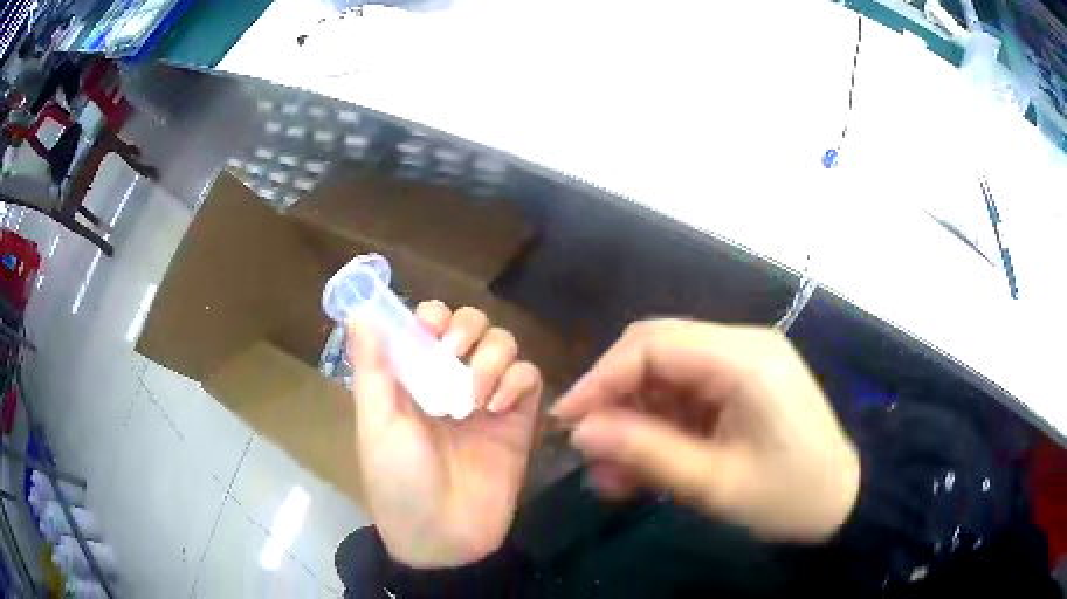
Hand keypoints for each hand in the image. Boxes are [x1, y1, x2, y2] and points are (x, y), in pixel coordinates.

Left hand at [348, 302, 542, 567]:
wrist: (444, 539)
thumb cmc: (398, 482)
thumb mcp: (378, 425)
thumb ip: (372, 368)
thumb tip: (360, 312)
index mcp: (413, 378)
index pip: (429, 322)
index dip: (433, 316)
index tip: (430, 331)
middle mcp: (451, 381)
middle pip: (473, 324)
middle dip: (467, 329)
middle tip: (454, 354)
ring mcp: (487, 400)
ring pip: (504, 344)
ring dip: (492, 358)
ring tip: (475, 397)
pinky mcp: (519, 421)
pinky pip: (529, 378)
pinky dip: (517, 382)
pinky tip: (498, 408)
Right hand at [552, 319, 859, 541]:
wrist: (841, 503)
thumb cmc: (789, 497)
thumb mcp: (715, 484)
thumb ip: (646, 453)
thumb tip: (581, 432)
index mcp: (744, 359)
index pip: (653, 345)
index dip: (601, 378)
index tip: (566, 419)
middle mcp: (742, 345)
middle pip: (657, 350)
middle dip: (615, 396)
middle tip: (588, 444)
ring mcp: (743, 363)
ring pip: (667, 375)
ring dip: (635, 418)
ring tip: (612, 470)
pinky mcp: (742, 384)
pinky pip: (686, 394)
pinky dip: (660, 425)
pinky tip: (643, 463)